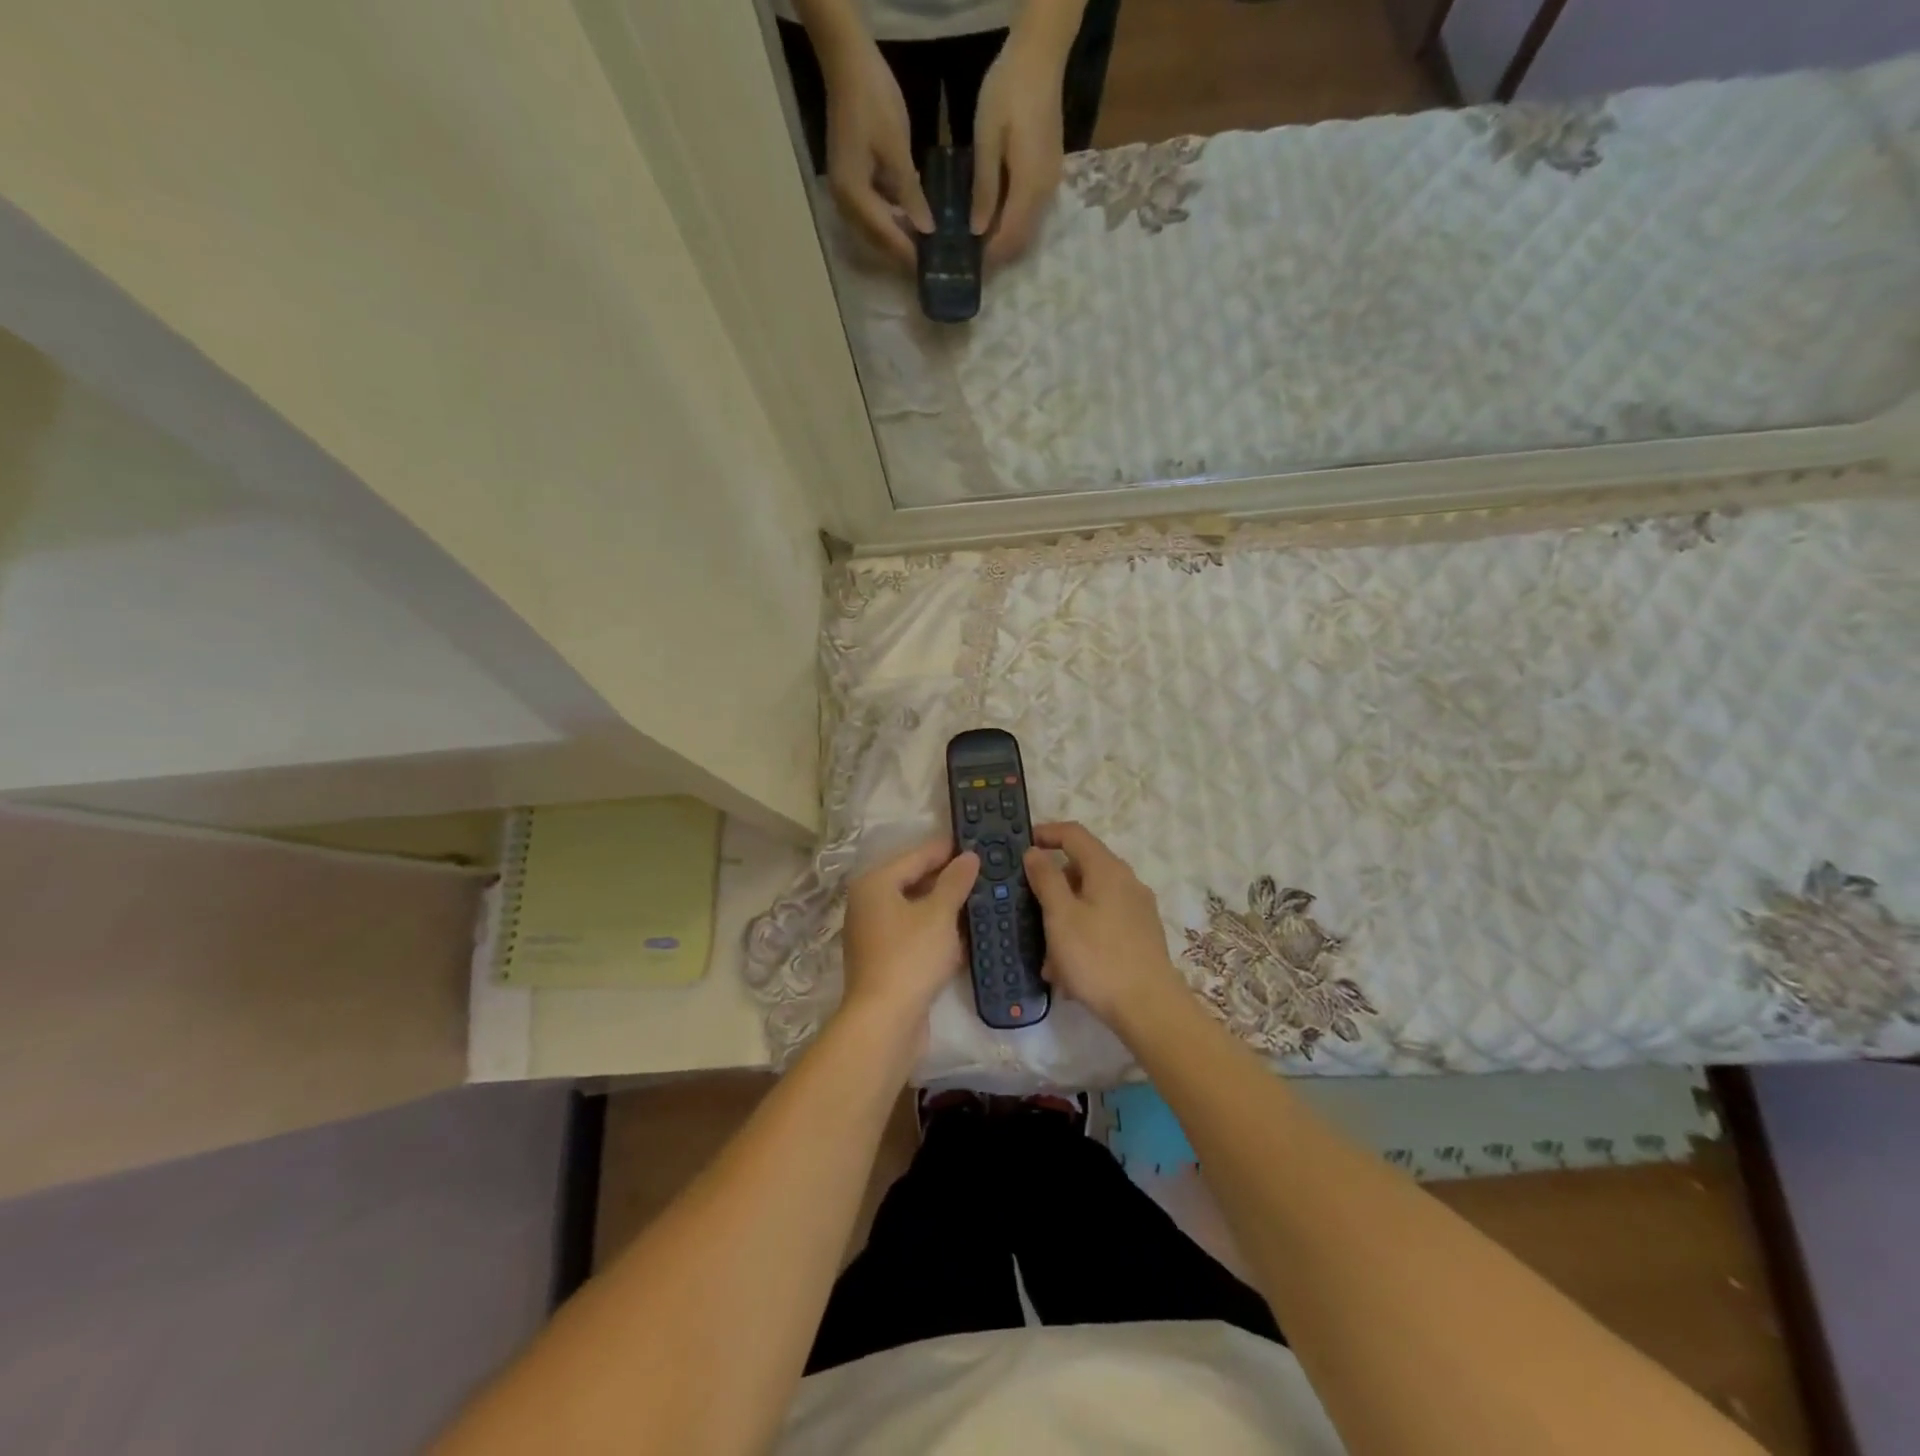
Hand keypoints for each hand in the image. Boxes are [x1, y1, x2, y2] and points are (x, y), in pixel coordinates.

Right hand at [820, 35, 933, 266]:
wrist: (847, 62)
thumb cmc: (874, 100)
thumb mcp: (897, 149)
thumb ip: (911, 194)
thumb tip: (927, 231)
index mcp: (854, 196)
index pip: (886, 237)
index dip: (910, 254)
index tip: (933, 269)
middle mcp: (845, 203)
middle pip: (878, 240)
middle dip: (905, 252)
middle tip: (933, 264)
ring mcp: (845, 193)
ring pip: (875, 229)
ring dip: (899, 239)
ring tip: (927, 248)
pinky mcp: (850, 181)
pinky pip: (873, 213)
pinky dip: (892, 220)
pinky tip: (914, 222)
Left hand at [840, 837, 978, 1032]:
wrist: (885, 1022)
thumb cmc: (911, 957)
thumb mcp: (939, 914)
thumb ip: (955, 882)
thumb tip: (968, 857)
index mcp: (875, 884)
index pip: (916, 856)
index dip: (947, 849)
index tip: (977, 842)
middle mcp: (869, 904)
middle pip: (914, 882)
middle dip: (949, 879)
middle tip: (984, 871)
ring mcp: (875, 934)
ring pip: (917, 911)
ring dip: (946, 907)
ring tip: (982, 898)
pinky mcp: (885, 960)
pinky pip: (916, 935)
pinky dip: (938, 932)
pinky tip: (966, 934)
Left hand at [971, 31, 1066, 264]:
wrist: (1041, 56)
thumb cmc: (1008, 91)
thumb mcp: (987, 139)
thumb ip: (984, 188)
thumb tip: (977, 231)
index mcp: (1029, 187)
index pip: (1010, 238)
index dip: (991, 258)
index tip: (970, 267)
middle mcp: (1045, 193)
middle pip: (1023, 240)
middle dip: (999, 255)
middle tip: (972, 262)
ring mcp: (1052, 184)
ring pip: (1029, 229)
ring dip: (1007, 241)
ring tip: (980, 245)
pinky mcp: (1050, 173)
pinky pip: (1033, 213)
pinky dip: (1015, 224)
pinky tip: (996, 220)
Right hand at [1023, 823, 1187, 1027]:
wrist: (1149, 1008)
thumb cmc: (1097, 957)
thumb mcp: (1060, 916)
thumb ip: (1045, 878)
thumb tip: (1034, 851)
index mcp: (1107, 869)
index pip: (1074, 833)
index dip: (1046, 833)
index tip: (1022, 846)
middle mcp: (1126, 881)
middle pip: (1081, 869)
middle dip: (1052, 889)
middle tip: (1029, 912)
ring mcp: (1137, 909)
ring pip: (1090, 902)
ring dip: (1064, 920)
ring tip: (1047, 958)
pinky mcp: (1141, 934)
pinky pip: (1102, 923)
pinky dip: (1081, 936)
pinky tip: (1068, 971)